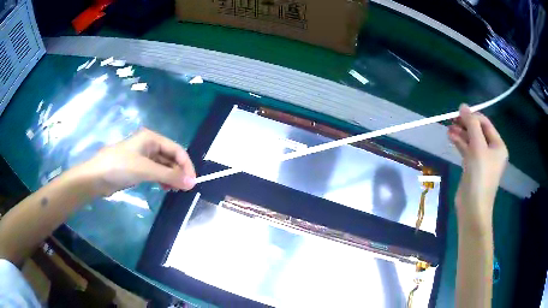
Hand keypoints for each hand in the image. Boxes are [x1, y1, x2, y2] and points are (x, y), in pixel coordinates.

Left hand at [76, 128, 195, 195]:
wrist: (96, 177)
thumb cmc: (120, 167)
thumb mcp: (146, 170)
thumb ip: (169, 175)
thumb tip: (192, 182)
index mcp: (151, 138)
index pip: (176, 149)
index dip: (186, 165)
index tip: (192, 182)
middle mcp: (149, 144)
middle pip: (171, 157)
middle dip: (179, 172)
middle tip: (185, 189)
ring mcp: (143, 156)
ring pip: (164, 165)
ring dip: (171, 176)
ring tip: (175, 190)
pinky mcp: (138, 167)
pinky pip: (155, 172)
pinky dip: (162, 179)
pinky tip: (165, 188)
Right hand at [448, 104, 507, 234]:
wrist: (473, 208)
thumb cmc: (480, 176)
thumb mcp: (478, 147)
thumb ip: (472, 125)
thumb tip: (463, 106)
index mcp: (498, 146)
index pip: (485, 123)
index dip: (472, 116)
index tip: (458, 113)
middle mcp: (492, 151)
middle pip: (478, 131)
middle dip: (465, 125)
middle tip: (451, 120)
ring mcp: (482, 160)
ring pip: (472, 140)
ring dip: (461, 134)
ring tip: (448, 129)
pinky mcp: (473, 167)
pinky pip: (468, 150)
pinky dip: (460, 143)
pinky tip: (451, 138)